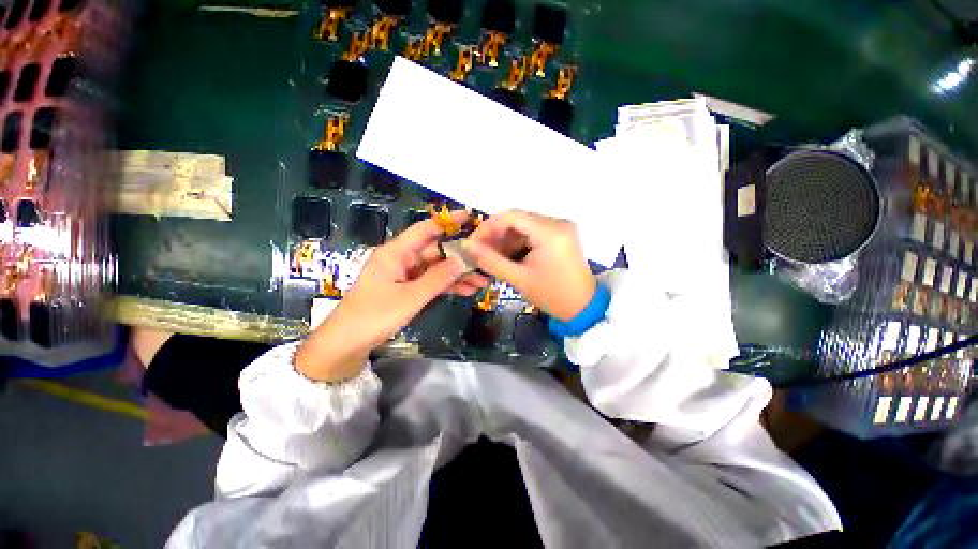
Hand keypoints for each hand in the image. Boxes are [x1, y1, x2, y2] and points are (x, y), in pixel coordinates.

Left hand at [296, 211, 488, 381]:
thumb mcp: (411, 297)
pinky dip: (446, 286)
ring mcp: (405, 275)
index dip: (447, 222)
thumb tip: (464, 260)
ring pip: (436, 269)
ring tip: (482, 282)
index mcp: (396, 253)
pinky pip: (431, 283)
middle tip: (485, 262)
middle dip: (460, 258)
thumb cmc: (374, 315)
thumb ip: (438, 278)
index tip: (469, 217)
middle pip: (436, 252)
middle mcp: (402, 259)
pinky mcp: (406, 289)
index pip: (425, 230)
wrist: (347, 343)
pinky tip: (466, 291)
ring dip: (457, 275)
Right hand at [463, 210, 595, 320]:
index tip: (473, 242)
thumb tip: (467, 247)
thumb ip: (490, 260)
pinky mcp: (561, 235)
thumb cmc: (552, 295)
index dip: (488, 227)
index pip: (511, 216)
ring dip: (506, 239)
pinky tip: (509, 256)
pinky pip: (534, 233)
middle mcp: (558, 223)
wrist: (583, 308)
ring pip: (524, 226)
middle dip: (496, 235)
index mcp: (550, 231)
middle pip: (518, 220)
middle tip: (481, 252)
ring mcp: (561, 228)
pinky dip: (519, 243)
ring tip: (493, 257)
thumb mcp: (518, 278)